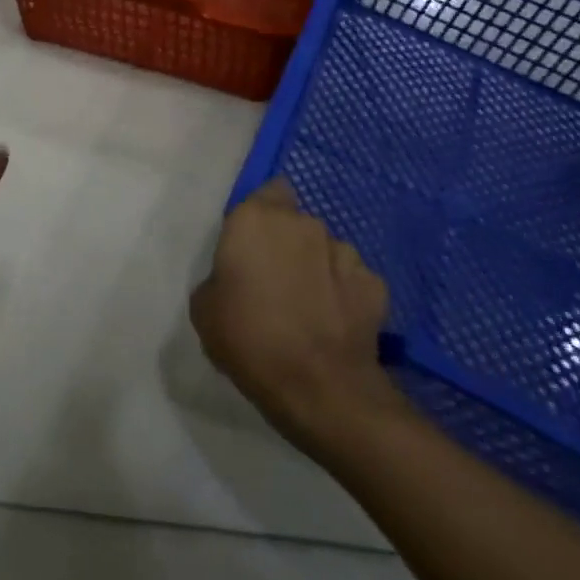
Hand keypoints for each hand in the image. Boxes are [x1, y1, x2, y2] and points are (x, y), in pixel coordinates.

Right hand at [189, 178, 406, 455]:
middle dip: (287, 244)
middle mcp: (303, 224)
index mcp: (256, 219)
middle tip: (274, 281)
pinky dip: (343, 295)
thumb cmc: (249, 338)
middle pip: (295, 223)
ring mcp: (345, 252)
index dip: (261, 213)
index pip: (267, 191)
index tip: (252, 243)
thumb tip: (237, 278)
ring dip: (316, 269)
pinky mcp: (375, 284)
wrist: (320, 388)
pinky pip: (351, 281)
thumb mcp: (205, 308)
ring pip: (325, 250)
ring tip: (308, 308)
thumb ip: (220, 276)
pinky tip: (333, 324)